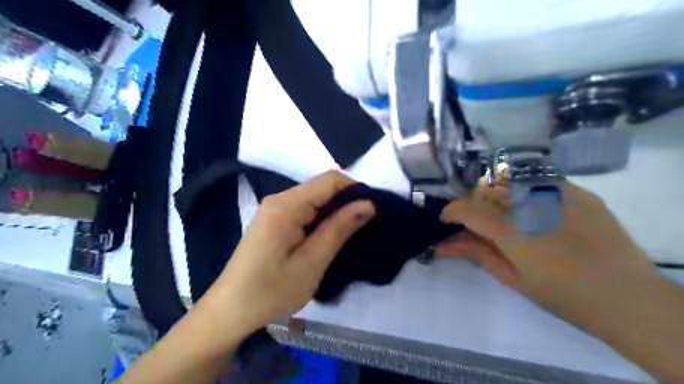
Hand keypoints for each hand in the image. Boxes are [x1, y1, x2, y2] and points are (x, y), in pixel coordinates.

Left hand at [205, 171, 372, 336]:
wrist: (230, 310)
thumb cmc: (271, 291)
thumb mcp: (312, 262)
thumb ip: (339, 229)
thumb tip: (368, 204)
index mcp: (286, 205)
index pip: (330, 180)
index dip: (355, 189)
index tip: (372, 211)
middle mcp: (279, 199)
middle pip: (322, 187)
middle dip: (347, 201)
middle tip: (365, 226)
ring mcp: (274, 209)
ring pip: (314, 198)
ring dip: (335, 211)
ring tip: (351, 233)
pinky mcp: (273, 220)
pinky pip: (304, 209)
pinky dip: (322, 218)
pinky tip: (328, 236)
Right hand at [435, 178, 683, 381]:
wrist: (627, 296)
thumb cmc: (562, 294)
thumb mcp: (512, 278)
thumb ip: (476, 254)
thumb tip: (443, 245)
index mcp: (509, 229)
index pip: (466, 209)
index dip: (451, 211)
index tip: (447, 220)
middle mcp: (528, 204)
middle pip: (485, 191)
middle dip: (473, 205)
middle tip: (477, 223)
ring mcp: (555, 193)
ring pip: (509, 181)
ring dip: (497, 195)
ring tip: (505, 214)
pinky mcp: (577, 191)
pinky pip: (539, 180)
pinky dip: (525, 191)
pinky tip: (534, 209)